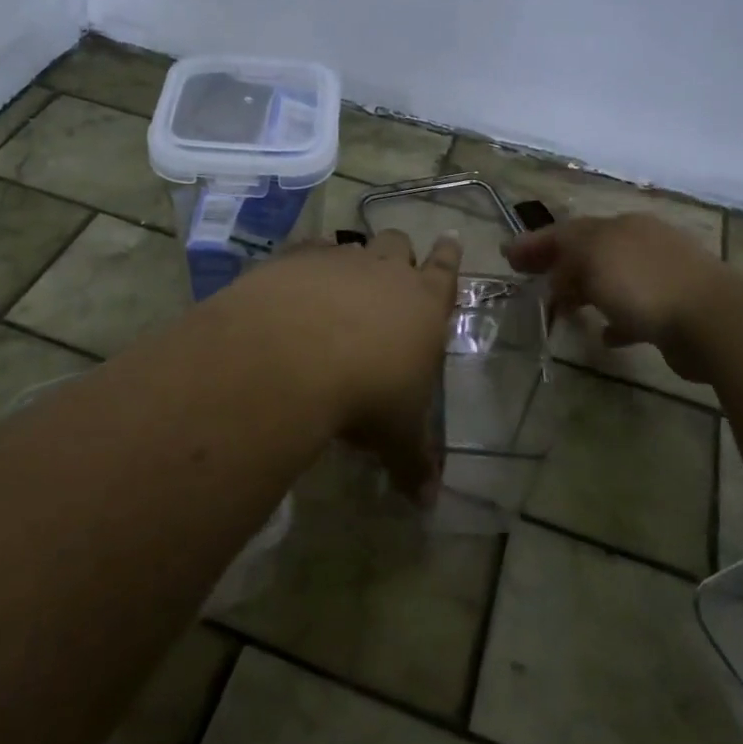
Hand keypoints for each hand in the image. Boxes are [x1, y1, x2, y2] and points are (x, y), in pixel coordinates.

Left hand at [223, 229, 462, 499]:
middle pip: (399, 244)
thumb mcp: (396, 436)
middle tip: (391, 271)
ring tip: (339, 285)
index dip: (449, 256)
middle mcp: (385, 271)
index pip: (446, 270)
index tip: (450, 241)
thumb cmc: (365, 395)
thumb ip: (413, 463)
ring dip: (351, 262)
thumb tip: (428, 502)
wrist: (292, 356)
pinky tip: (293, 286)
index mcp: (424, 304)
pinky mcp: (294, 258)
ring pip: (353, 245)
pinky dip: (305, 265)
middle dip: (399, 255)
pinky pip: (307, 251)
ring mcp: (339, 259)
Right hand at [505, 214, 732, 378]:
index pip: (568, 230)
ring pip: (610, 281)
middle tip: (528, 278)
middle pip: (589, 252)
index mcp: (620, 226)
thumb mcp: (592, 255)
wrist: (714, 321)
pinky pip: (634, 312)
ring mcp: (661, 277)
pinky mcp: (674, 311)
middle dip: (557, 264)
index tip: (507, 256)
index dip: (535, 242)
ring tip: (561, 310)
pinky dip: (615, 320)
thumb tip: (558, 277)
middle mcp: (641, 244)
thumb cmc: (643, 282)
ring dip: (584, 292)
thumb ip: (566, 256)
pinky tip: (604, 335)